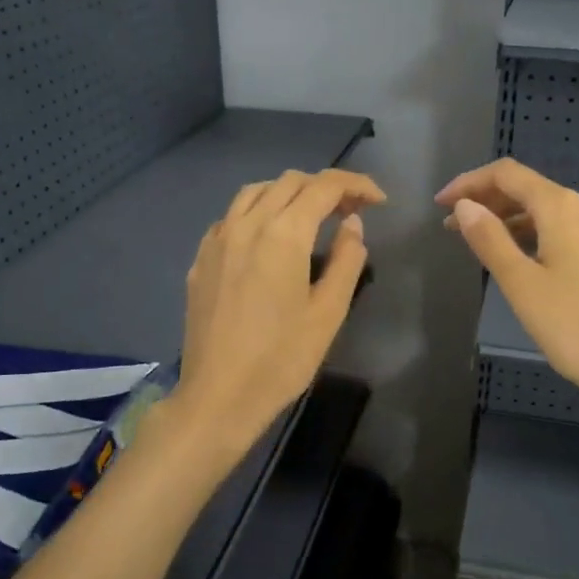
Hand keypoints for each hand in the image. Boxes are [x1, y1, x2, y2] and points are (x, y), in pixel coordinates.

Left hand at [167, 168, 384, 462]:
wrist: (218, 396)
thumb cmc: (282, 359)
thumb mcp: (328, 313)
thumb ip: (347, 260)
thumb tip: (352, 224)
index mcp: (283, 234)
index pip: (323, 186)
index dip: (356, 185)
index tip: (378, 201)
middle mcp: (246, 225)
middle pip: (289, 182)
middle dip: (325, 187)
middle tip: (350, 212)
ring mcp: (217, 240)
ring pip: (255, 192)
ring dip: (288, 193)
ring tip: (310, 217)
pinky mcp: (201, 259)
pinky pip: (231, 217)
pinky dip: (257, 212)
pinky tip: (268, 238)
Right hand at [438, 159, 578, 432]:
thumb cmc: (575, 328)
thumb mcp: (521, 284)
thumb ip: (490, 239)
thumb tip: (466, 206)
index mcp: (562, 209)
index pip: (508, 174)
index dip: (469, 183)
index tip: (440, 205)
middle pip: (530, 190)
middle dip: (488, 202)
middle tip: (453, 226)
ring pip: (551, 214)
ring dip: (512, 221)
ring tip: (483, 244)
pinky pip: (568, 234)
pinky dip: (537, 237)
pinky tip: (527, 262)